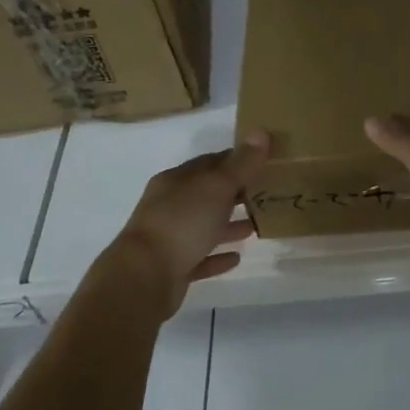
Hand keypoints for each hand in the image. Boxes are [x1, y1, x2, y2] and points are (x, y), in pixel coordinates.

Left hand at [110, 132, 269, 316]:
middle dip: (235, 192)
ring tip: (256, 225)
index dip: (236, 160)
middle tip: (266, 193)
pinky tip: (236, 258)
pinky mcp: (172, 269)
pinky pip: (200, 258)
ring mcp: (168, 238)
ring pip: (203, 226)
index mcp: (176, 181)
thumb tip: (261, 131)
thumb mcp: (217, 187)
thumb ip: (241, 163)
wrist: (143, 278)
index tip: (264, 161)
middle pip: (207, 194)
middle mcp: (169, 206)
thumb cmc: (182, 223)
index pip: (210, 163)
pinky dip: (217, 256)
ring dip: (228, 225)